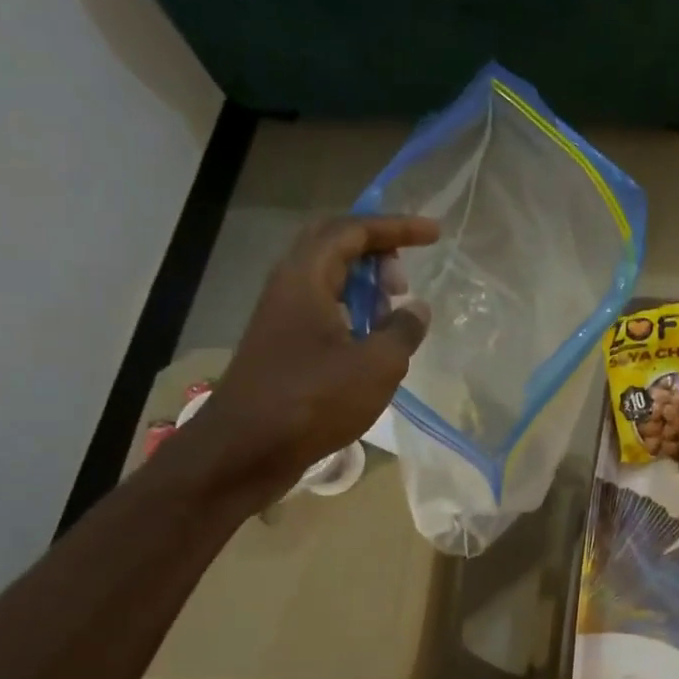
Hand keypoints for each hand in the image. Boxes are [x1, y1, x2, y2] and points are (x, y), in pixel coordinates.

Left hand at [166, 214, 438, 511]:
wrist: (244, 451)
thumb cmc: (313, 401)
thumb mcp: (377, 365)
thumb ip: (403, 330)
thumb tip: (416, 309)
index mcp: (306, 278)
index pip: (352, 231)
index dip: (396, 227)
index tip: (434, 234)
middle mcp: (288, 286)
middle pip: (332, 244)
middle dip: (376, 249)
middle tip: (405, 273)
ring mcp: (280, 315)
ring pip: (326, 277)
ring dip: (364, 282)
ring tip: (395, 309)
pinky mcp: (281, 343)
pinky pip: (322, 306)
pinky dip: (352, 308)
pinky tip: (372, 339)